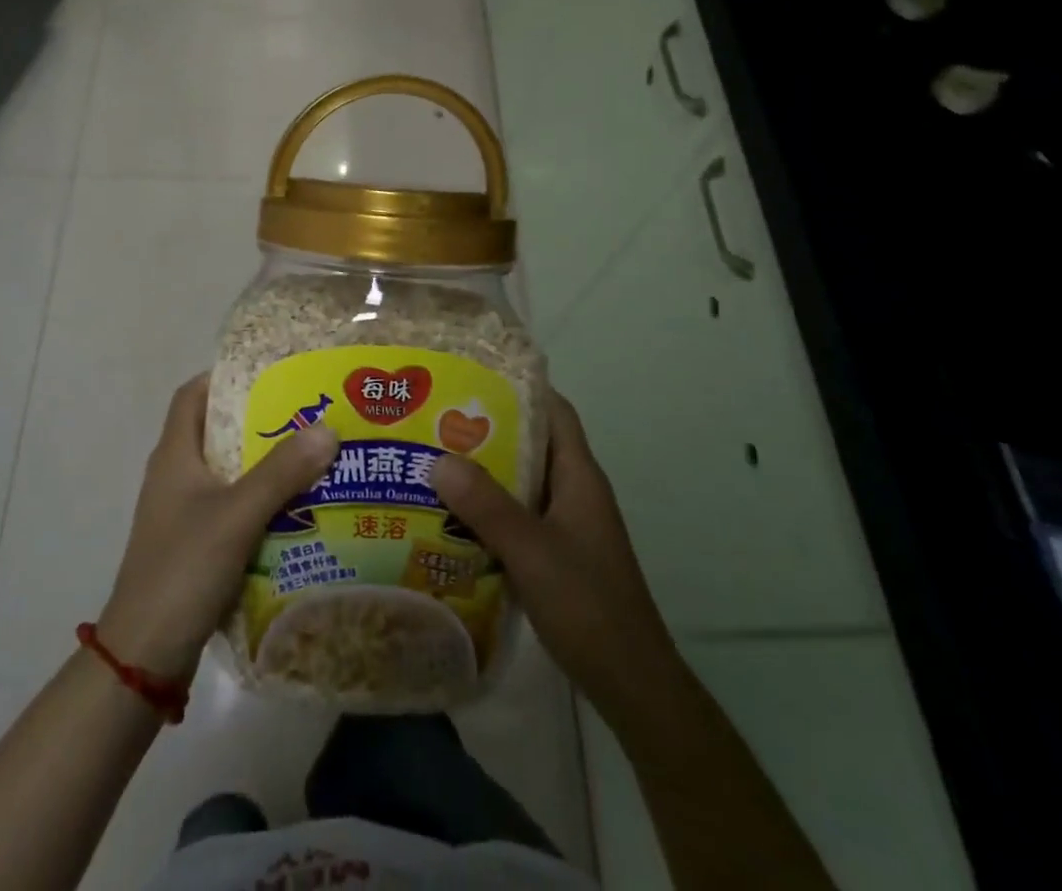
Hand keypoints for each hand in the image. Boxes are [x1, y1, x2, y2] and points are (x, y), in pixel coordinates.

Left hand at [96, 375, 338, 682]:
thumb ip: (281, 472)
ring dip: (264, 463)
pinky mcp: (194, 545)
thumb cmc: (183, 569)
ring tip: (312, 456)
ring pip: (228, 472)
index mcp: (175, 455)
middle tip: (306, 414)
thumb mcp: (236, 515)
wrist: (144, 655)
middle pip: (216, 431)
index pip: (193, 395)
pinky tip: (297, 508)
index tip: (270, 372)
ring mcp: (182, 513)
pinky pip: (231, 507)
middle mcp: (175, 476)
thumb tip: (327, 428)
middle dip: (259, 420)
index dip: (226, 376)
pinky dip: (260, 501)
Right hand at [432, 391, 675, 710]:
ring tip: (430, 460)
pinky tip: (447, 516)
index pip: (553, 411)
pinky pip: (515, 516)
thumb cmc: (588, 605)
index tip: (471, 375)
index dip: (519, 387)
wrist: (631, 685)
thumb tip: (438, 458)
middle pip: (530, 443)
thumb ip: (487, 506)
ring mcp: (565, 525)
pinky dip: (485, 510)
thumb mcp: (532, 551)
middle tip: (434, 418)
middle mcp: (573, 492)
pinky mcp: (554, 555)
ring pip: (518, 482)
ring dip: (481, 472)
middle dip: (485, 429)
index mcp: (579, 477)